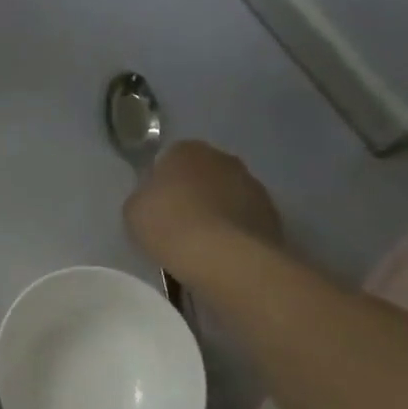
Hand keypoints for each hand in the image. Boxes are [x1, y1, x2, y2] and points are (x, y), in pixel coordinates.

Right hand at [124, 141, 282, 279]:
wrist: (224, 258)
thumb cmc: (170, 225)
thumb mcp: (134, 210)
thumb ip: (144, 197)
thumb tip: (155, 200)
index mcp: (187, 149)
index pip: (170, 160)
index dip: (162, 183)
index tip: (157, 207)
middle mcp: (223, 159)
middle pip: (203, 175)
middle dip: (194, 194)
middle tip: (179, 225)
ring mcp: (254, 187)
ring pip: (228, 197)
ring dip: (218, 214)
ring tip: (203, 246)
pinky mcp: (273, 217)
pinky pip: (245, 222)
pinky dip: (236, 234)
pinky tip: (223, 256)